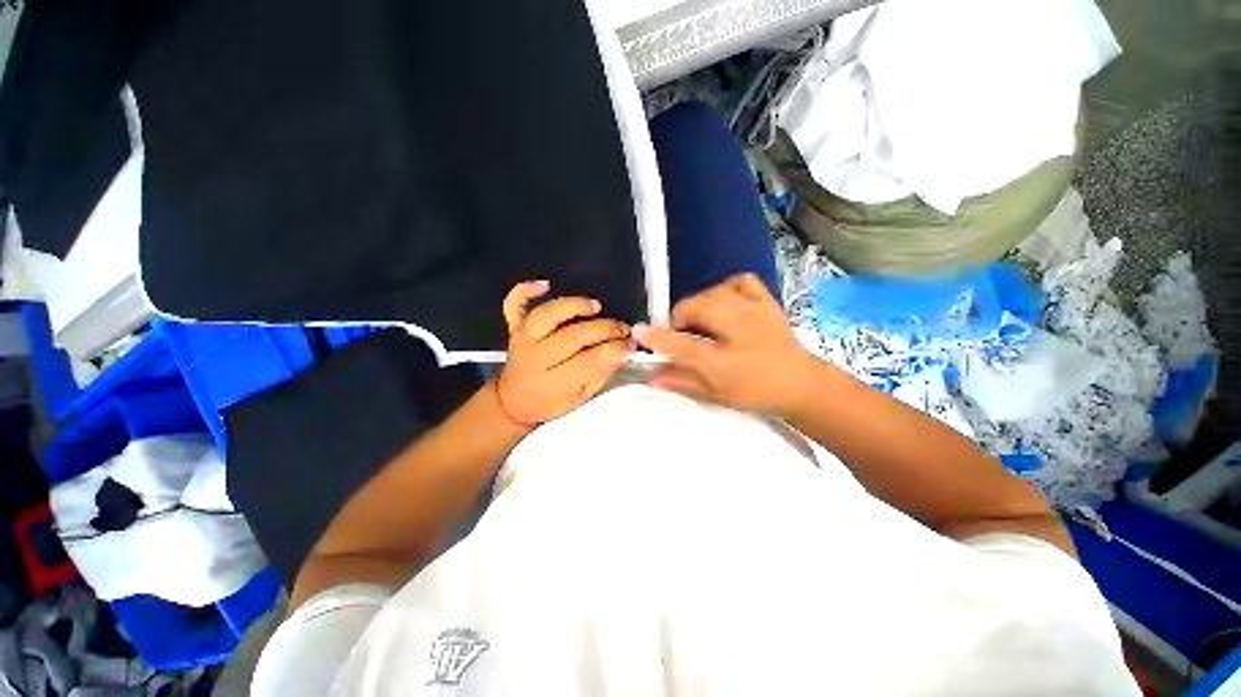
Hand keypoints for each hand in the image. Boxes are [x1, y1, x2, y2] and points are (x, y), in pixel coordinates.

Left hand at [495, 281, 630, 425]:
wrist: (513, 401)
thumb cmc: (551, 402)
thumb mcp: (580, 398)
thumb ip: (601, 373)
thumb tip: (624, 351)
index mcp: (553, 382)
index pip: (590, 360)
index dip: (615, 349)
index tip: (631, 345)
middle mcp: (536, 358)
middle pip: (573, 336)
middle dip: (605, 329)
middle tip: (623, 329)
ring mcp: (522, 339)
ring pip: (546, 315)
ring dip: (573, 307)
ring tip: (596, 306)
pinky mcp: (514, 327)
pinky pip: (513, 304)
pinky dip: (526, 290)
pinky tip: (545, 284)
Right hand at [632, 273, 816, 411]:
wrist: (799, 382)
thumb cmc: (755, 391)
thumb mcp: (716, 393)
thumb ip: (682, 381)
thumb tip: (653, 377)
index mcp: (726, 362)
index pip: (682, 345)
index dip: (657, 337)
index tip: (639, 331)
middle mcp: (740, 331)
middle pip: (696, 309)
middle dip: (680, 317)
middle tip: (681, 332)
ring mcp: (756, 311)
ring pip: (713, 293)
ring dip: (698, 304)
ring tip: (701, 320)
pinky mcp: (767, 300)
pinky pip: (739, 281)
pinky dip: (724, 288)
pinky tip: (723, 302)